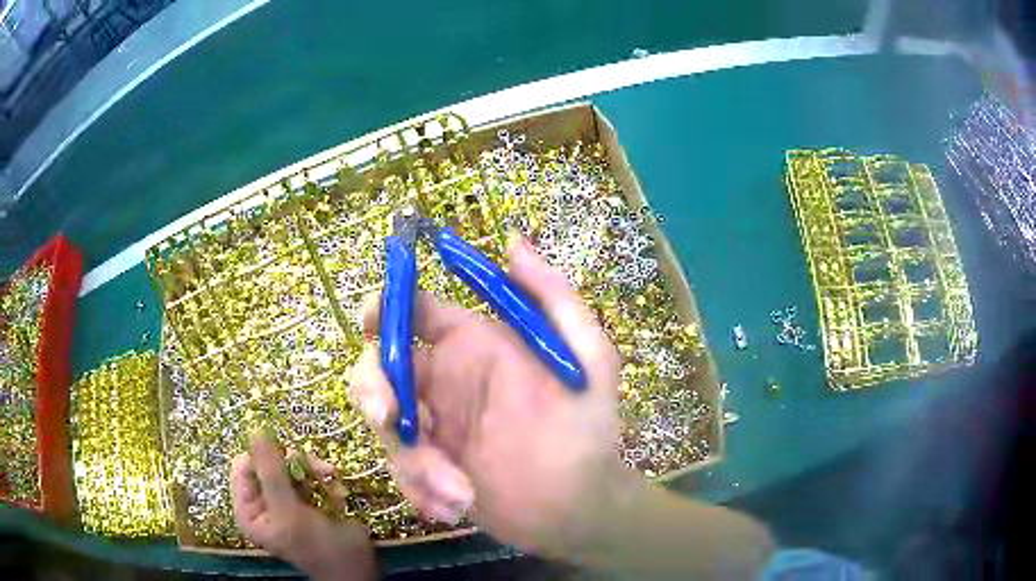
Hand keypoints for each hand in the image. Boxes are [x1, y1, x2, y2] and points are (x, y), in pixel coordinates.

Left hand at [231, 431, 375, 580]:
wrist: (357, 567)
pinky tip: (338, 490)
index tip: (286, 456)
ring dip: (313, 469)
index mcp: (248, 508)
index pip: (244, 466)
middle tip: (318, 467)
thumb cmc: (317, 546)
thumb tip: (256, 429)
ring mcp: (286, 499)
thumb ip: (271, 473)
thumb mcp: (289, 512)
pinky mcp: (308, 498)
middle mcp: (263, 501)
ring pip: (291, 465)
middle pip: (269, 462)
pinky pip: (309, 475)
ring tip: (331, 477)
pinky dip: (324, 479)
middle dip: (295, 464)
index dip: (263, 457)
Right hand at [350, 234, 629, 555]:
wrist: (580, 506)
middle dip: (373, 392)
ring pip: (386, 428)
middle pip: (380, 368)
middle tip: (390, 421)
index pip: (416, 313)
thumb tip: (515, 240)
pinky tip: (455, 507)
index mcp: (475, 348)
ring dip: (414, 464)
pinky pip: (401, 471)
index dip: (385, 308)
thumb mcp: (588, 358)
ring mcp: (434, 428)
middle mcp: (446, 383)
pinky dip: (421, 490)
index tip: (371, 323)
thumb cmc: (588, 429)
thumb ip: (554, 299)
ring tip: (460, 493)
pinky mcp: (429, 470)